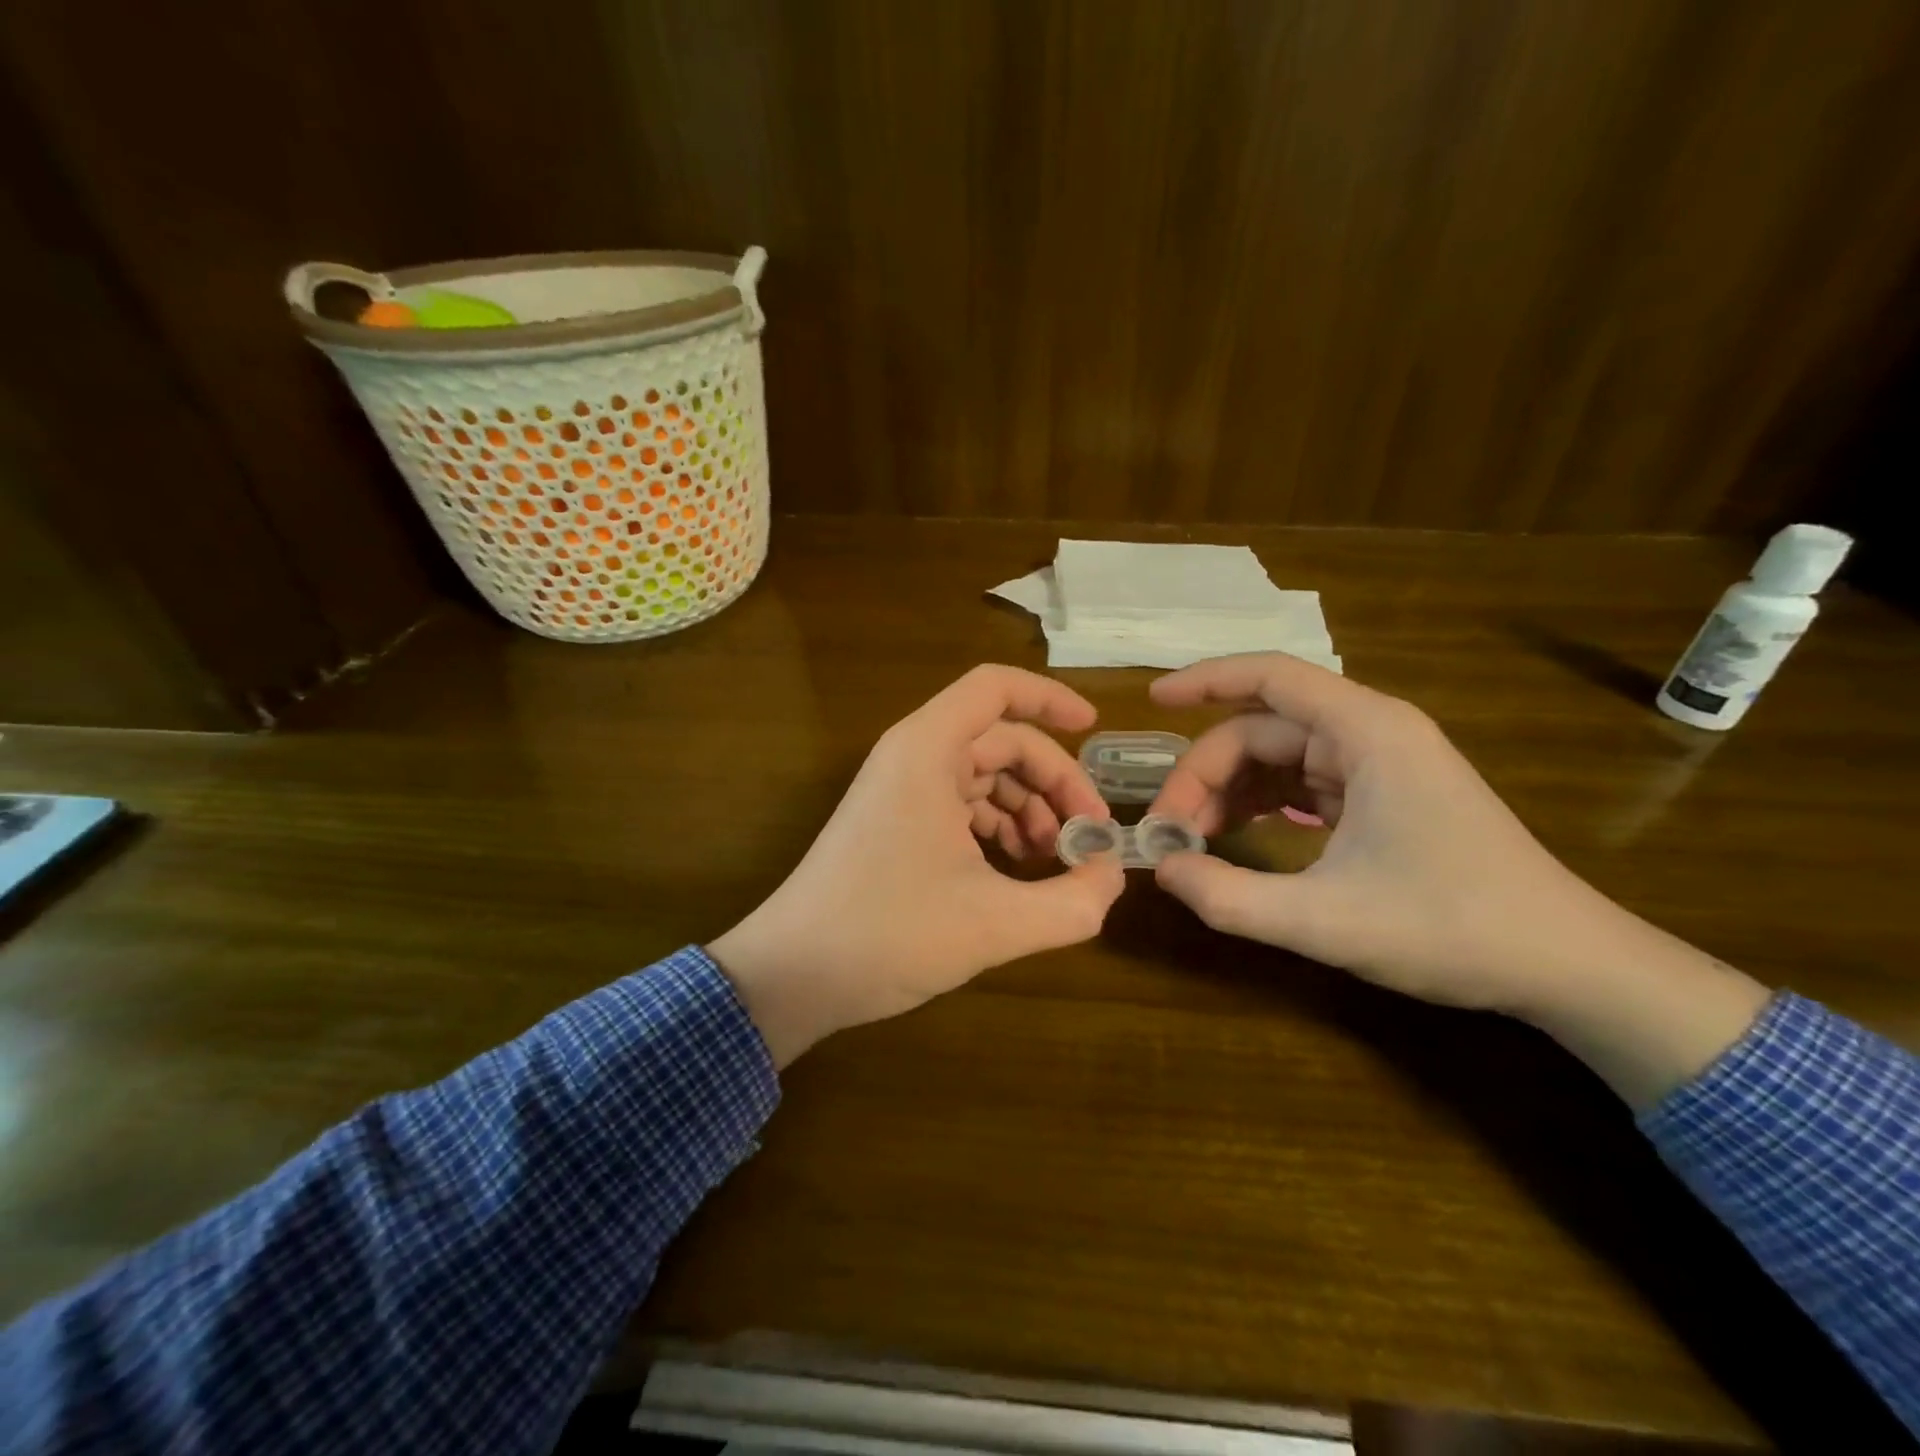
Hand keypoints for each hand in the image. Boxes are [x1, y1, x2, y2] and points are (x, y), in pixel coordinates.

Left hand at [709, 665, 1124, 1064]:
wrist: (793, 974)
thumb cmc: (888, 934)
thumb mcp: (996, 923)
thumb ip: (1072, 902)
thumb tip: (1113, 878)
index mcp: (927, 751)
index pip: (995, 688)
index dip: (1050, 699)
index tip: (1095, 731)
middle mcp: (912, 757)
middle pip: (1001, 740)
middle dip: (1054, 782)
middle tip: (1089, 838)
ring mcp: (900, 790)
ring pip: (983, 776)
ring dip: (1028, 809)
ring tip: (1054, 861)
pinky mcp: (895, 823)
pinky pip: (961, 805)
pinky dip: (998, 828)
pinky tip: (1017, 871)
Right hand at [1146, 653, 1768, 1106]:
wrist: (1567, 966)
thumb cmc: (1452, 930)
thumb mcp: (1325, 921)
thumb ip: (1230, 897)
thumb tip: (1161, 868)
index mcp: (1367, 734)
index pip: (1270, 677)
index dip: (1204, 680)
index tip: (1151, 702)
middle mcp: (1372, 734)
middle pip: (1262, 730)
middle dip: (1206, 774)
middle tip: (1168, 831)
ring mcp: (1379, 766)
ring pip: (1278, 757)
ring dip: (1229, 792)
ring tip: (1194, 840)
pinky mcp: (1382, 797)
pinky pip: (1301, 783)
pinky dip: (1260, 805)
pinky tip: (1237, 836)